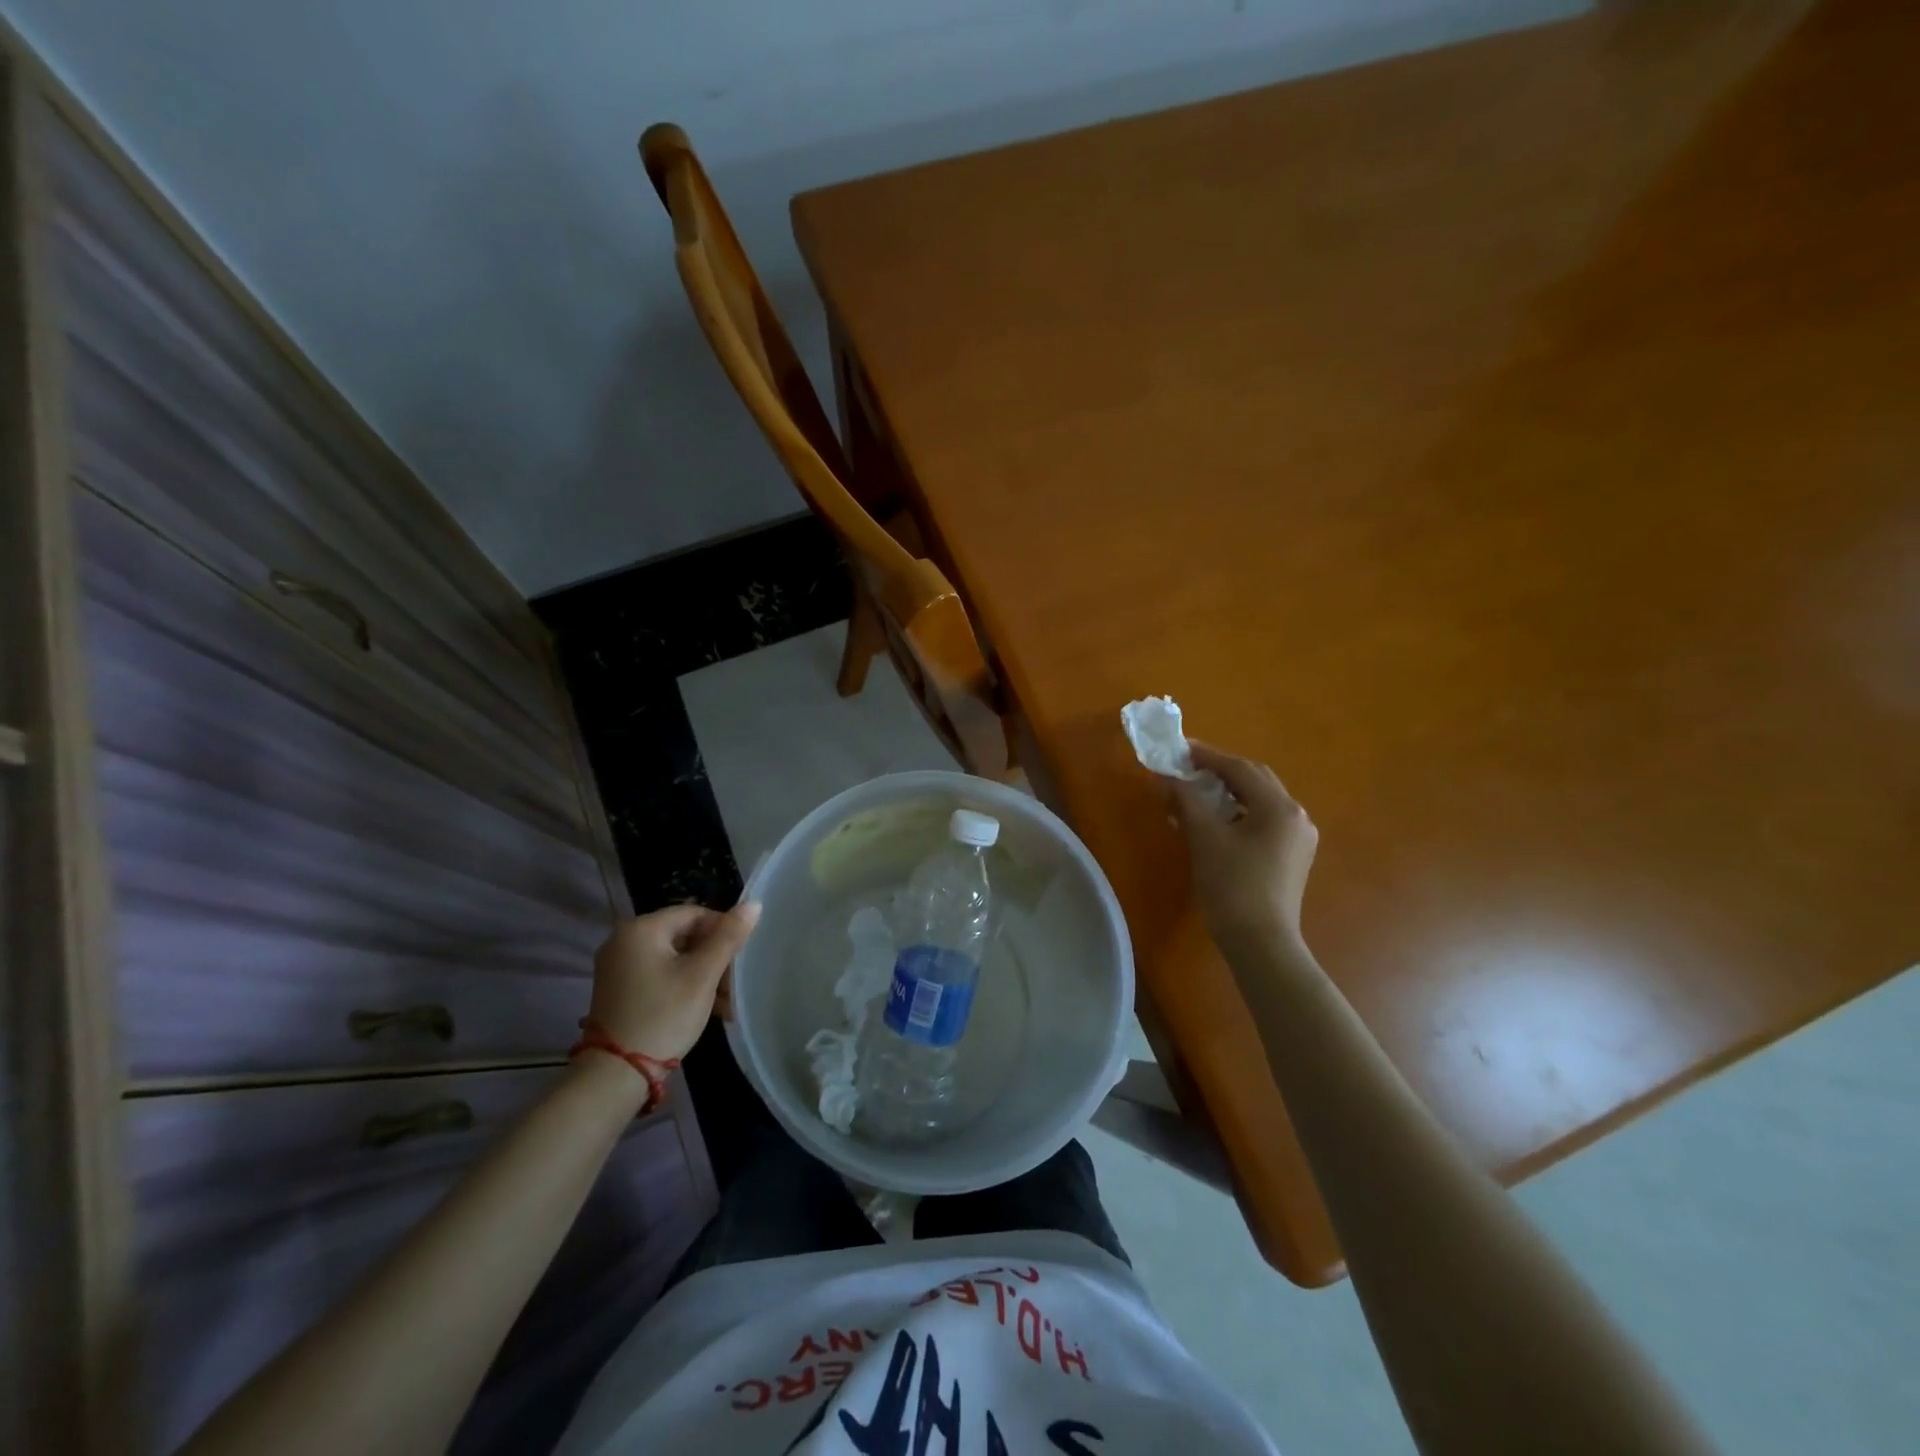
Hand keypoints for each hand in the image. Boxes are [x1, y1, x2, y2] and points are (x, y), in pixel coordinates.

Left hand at [587, 903, 760, 1062]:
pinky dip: (683, 985)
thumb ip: (728, 936)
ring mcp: (618, 966)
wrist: (615, 1076)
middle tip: (735, 983)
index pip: (695, 913)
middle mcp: (624, 940)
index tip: (742, 956)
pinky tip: (705, 1006)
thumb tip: (754, 903)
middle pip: (684, 935)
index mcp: (641, 928)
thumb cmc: (663, 1016)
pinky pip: (660, 974)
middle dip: (714, 958)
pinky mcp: (619, 989)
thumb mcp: (702, 975)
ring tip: (726, 1001)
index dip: (724, 930)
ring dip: (702, 975)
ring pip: (674, 957)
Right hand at [1172, 742, 1318, 967]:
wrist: (1261, 943)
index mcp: (1279, 807)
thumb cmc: (1232, 886)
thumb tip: (1166, 777)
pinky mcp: (1292, 857)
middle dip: (1219, 772)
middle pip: (1255, 780)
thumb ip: (1185, 800)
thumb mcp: (1203, 837)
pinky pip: (1263, 822)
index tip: (1179, 749)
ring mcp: (1298, 838)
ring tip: (1195, 795)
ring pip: (1259, 801)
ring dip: (1227, 793)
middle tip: (1187, 769)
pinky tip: (1214, 823)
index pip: (1239, 768)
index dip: (1207, 756)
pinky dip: (1237, 814)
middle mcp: (1296, 816)